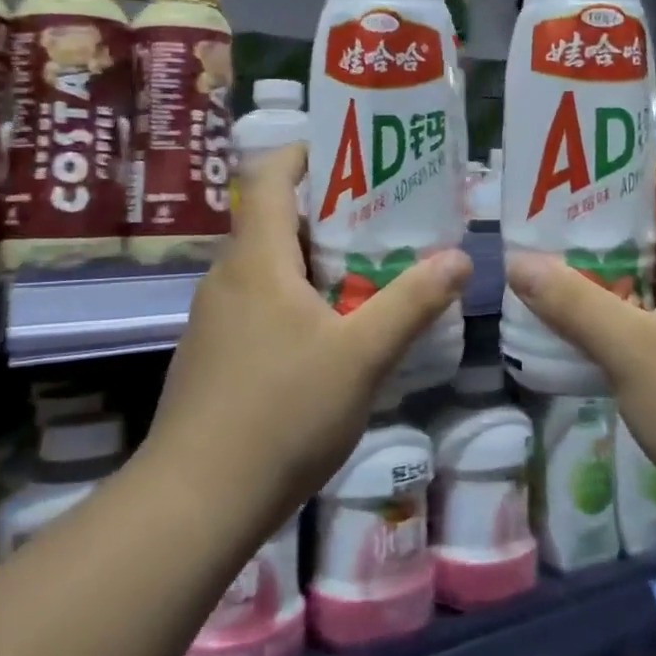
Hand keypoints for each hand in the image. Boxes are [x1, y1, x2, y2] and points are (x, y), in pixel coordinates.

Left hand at [140, 143, 470, 549]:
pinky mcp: (213, 355)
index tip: (353, 153)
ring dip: (316, 260)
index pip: (271, 176)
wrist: (195, 503)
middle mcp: (227, 277)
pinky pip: (259, 303)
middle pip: (276, 220)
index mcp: (257, 259)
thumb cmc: (282, 414)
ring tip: (370, 273)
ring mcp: (214, 318)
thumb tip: (460, 258)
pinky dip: (296, 298)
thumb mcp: (362, 356)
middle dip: (330, 213)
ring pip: (269, 267)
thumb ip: (412, 303)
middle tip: (385, 220)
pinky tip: (331, 334)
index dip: (306, 153)